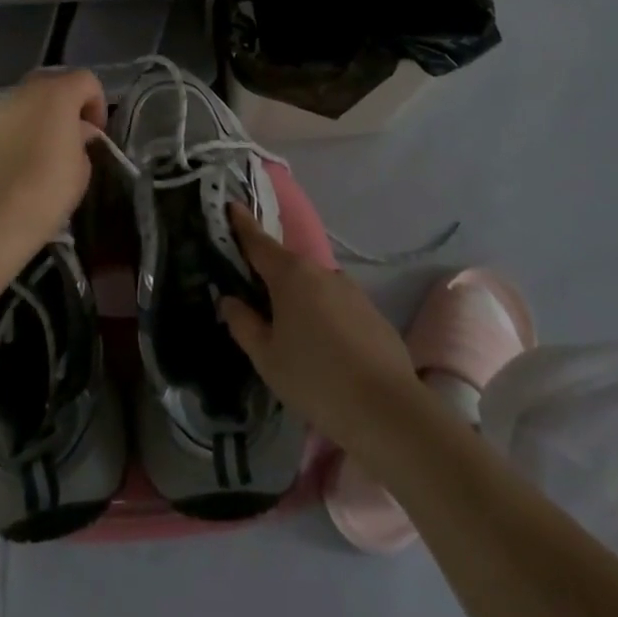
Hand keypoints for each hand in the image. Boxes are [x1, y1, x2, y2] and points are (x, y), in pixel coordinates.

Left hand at [0, 68, 106, 269]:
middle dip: (65, 103)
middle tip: (69, 135)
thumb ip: (82, 140)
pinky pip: (2, 118)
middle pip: (52, 82)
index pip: (86, 80)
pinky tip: (13, 159)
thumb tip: (76, 132)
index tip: (96, 134)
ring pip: (23, 99)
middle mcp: (23, 90)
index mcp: (57, 93)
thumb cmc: (45, 193)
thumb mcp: (81, 169)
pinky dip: (13, 129)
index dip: (97, 103)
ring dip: (37, 115)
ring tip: (39, 148)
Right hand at [219, 204, 418, 453]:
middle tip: (255, 298)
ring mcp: (351, 290)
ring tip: (293, 335)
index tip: (232, 206)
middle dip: (271, 275)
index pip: (259, 241)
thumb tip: (229, 300)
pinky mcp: (372, 312)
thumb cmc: (315, 379)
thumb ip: (243, 324)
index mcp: (290, 275)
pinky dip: (325, 317)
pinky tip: (326, 350)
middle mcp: (321, 272)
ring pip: (314, 287)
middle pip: (287, 266)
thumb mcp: (266, 358)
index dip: (242, 224)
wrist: (388, 411)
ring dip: (300, 300)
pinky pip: (337, 305)